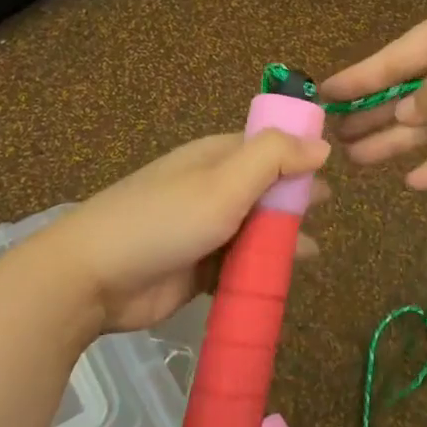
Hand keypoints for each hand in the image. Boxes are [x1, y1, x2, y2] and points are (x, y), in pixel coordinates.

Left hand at [32, 131, 330, 332]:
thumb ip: (274, 158)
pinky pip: (239, 266)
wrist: (93, 278)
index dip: (299, 152)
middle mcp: (212, 188)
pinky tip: (281, 283)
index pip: (267, 145)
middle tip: (326, 210)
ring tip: (311, 252)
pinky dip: (260, 271)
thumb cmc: (164, 220)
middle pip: (264, 188)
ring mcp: (203, 229)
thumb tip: (321, 144)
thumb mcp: (224, 182)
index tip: (333, 167)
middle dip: (294, 198)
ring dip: (280, 238)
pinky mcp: (196, 270)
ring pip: (254, 229)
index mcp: (216, 157)